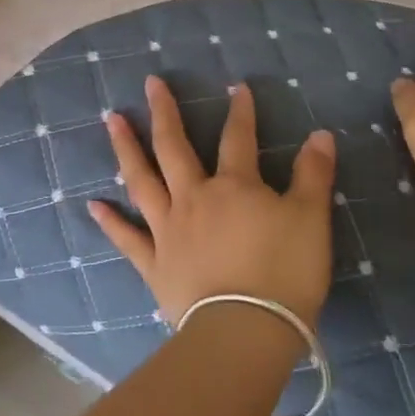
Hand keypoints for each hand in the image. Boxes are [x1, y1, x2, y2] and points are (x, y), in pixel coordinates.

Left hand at [89, 76, 336, 327]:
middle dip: (164, 113)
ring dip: (126, 149)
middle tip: (150, 83)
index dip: (240, 111)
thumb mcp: (311, 220)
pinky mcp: (154, 265)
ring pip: (142, 181)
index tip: (236, 87)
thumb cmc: (284, 273)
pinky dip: (110, 222)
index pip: (238, 138)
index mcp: (234, 187)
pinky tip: (94, 204)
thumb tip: (321, 135)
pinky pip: (127, 238)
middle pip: (174, 148)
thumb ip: (314, 175)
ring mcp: (168, 231)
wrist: (245, 331)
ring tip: (112, 121)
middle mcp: (194, 199)